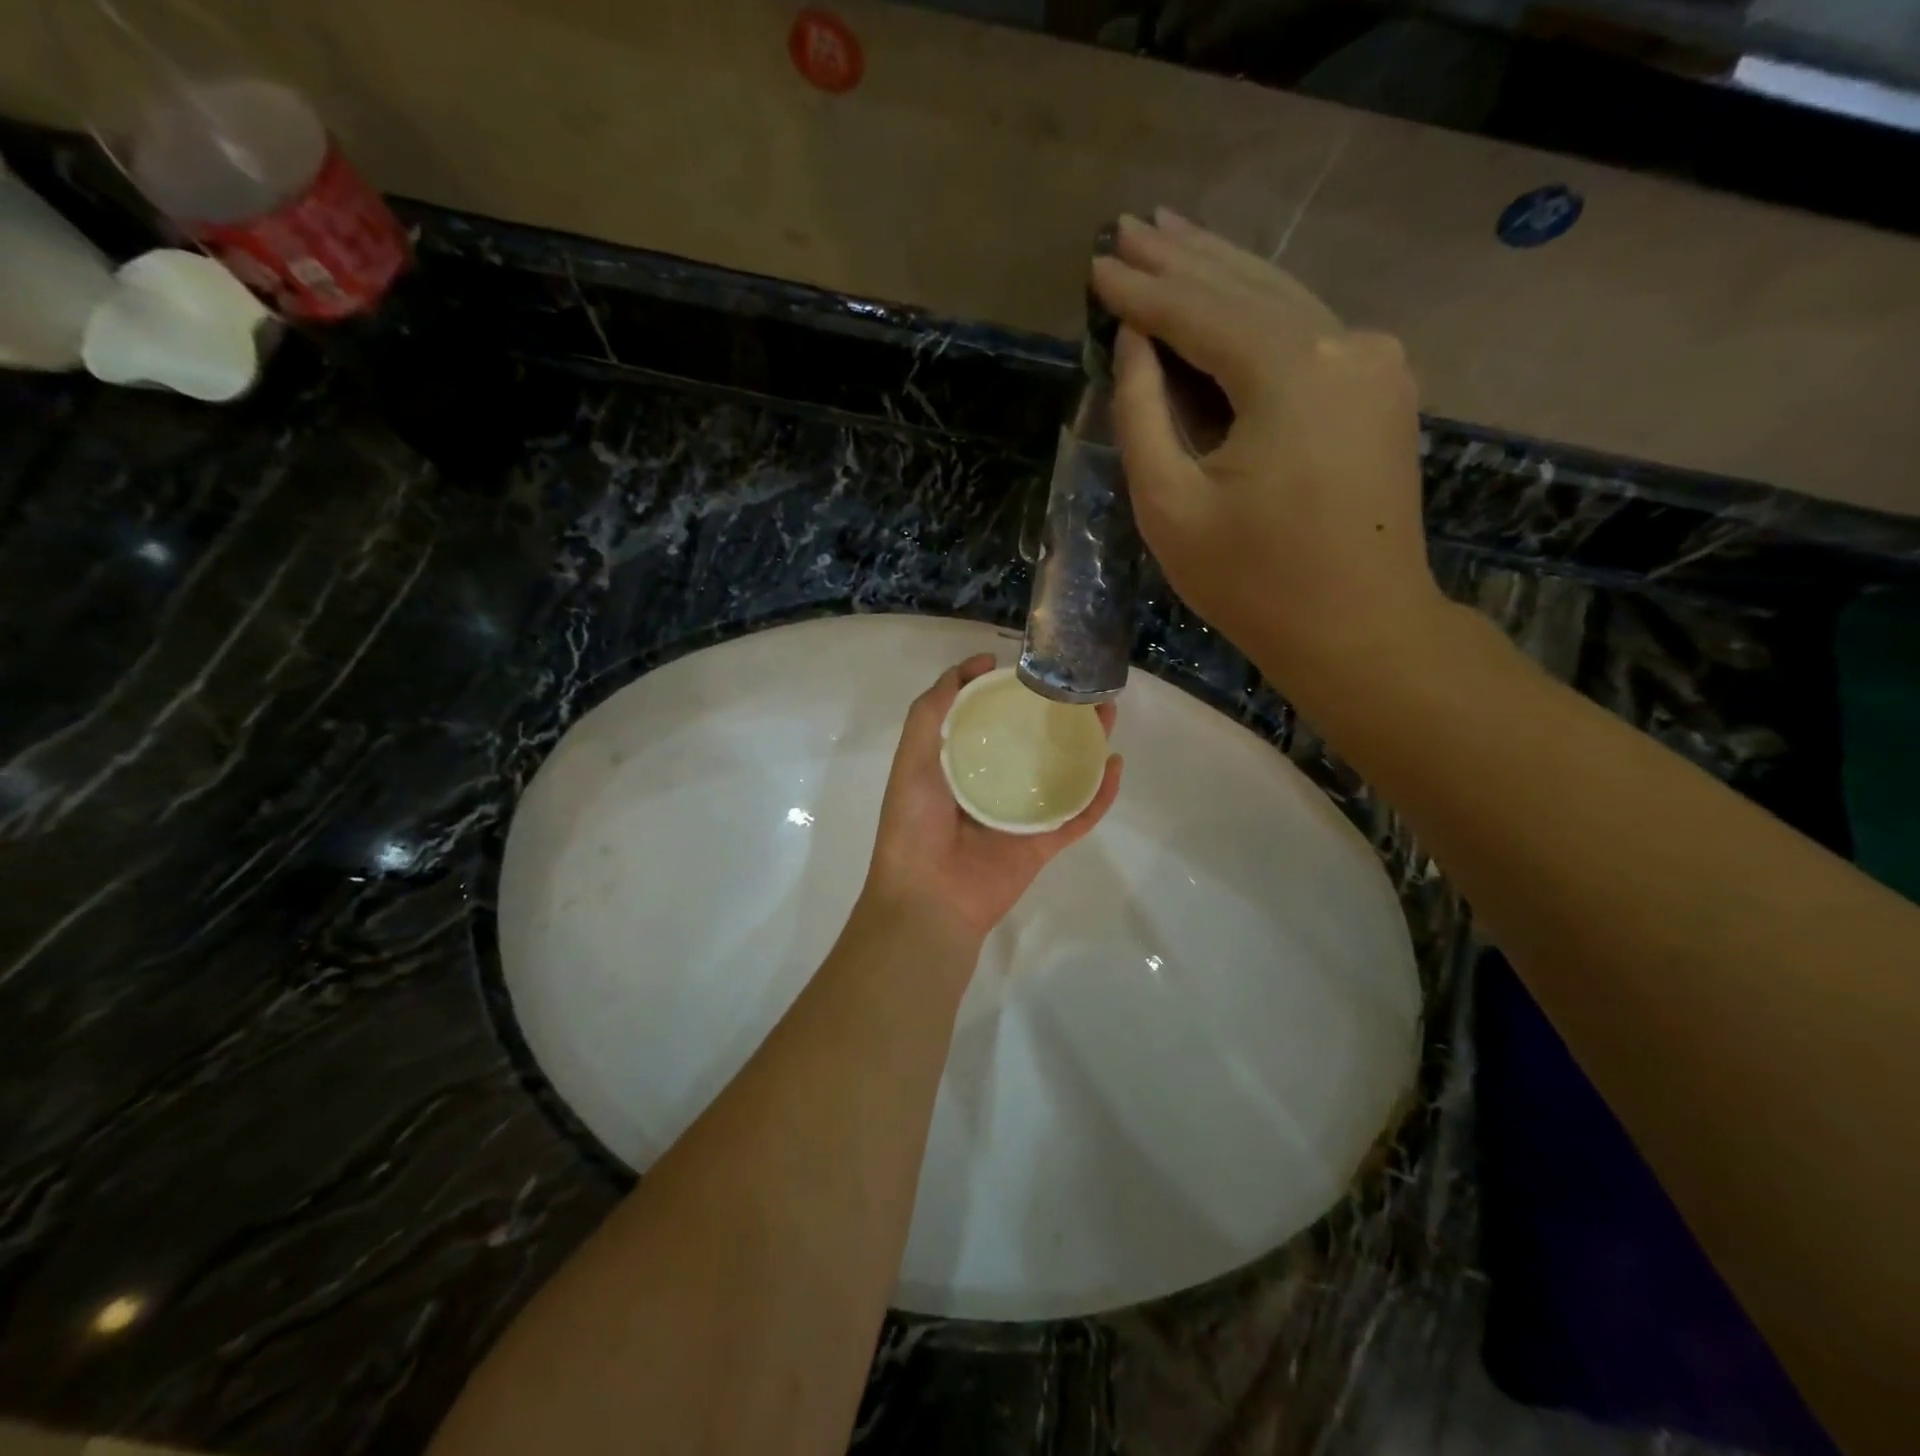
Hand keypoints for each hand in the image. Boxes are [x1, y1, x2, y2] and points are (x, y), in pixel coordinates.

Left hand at [863, 654, 1121, 945]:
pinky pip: (1078, 815)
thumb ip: (930, 713)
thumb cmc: (914, 825)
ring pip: (1061, 772)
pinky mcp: (1042, 842)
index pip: (984, 718)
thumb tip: (967, 669)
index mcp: (957, 765)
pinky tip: (1115, 765)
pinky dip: (1100, 794)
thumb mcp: (911, 758)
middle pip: (1030, 740)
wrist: (929, 898)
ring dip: (1085, 744)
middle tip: (1078, 687)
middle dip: (1054, 712)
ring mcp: (1019, 813)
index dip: (1001, 689)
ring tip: (1105, 713)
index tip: (1019, 664)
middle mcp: (991, 784)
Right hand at [1090, 210, 1444, 688]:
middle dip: (1182, 257)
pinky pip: (1308, 330)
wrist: (1359, 628)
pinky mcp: (1382, 387)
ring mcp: (1375, 360)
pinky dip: (1259, 308)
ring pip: (1282, 298)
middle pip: (1246, 285)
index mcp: (1290, 372)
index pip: (1198, 314)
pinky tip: (1228, 288)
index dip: (1140, 292)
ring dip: (1222, 270)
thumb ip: (1142, 414)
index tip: (1095, 265)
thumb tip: (1134, 343)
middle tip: (1127, 225)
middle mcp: (1345, 342)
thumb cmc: (1253, 582)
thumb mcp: (1171, 506)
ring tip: (1169, 233)